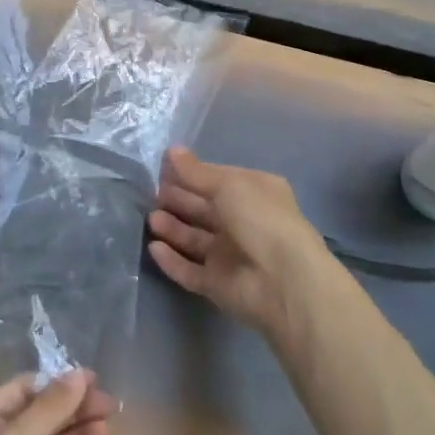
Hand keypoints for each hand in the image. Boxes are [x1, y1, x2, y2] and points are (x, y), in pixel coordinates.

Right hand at [148, 147, 327, 337]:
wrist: (282, 281)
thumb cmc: (261, 220)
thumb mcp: (228, 185)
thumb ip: (196, 172)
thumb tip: (171, 150)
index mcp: (254, 194)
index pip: (216, 180)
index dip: (190, 175)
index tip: (162, 169)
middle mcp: (243, 223)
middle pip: (203, 210)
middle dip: (178, 200)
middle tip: (152, 194)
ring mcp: (230, 256)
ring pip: (194, 239)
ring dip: (172, 228)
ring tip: (152, 219)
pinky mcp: (217, 284)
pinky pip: (189, 270)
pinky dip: (172, 260)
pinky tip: (154, 248)